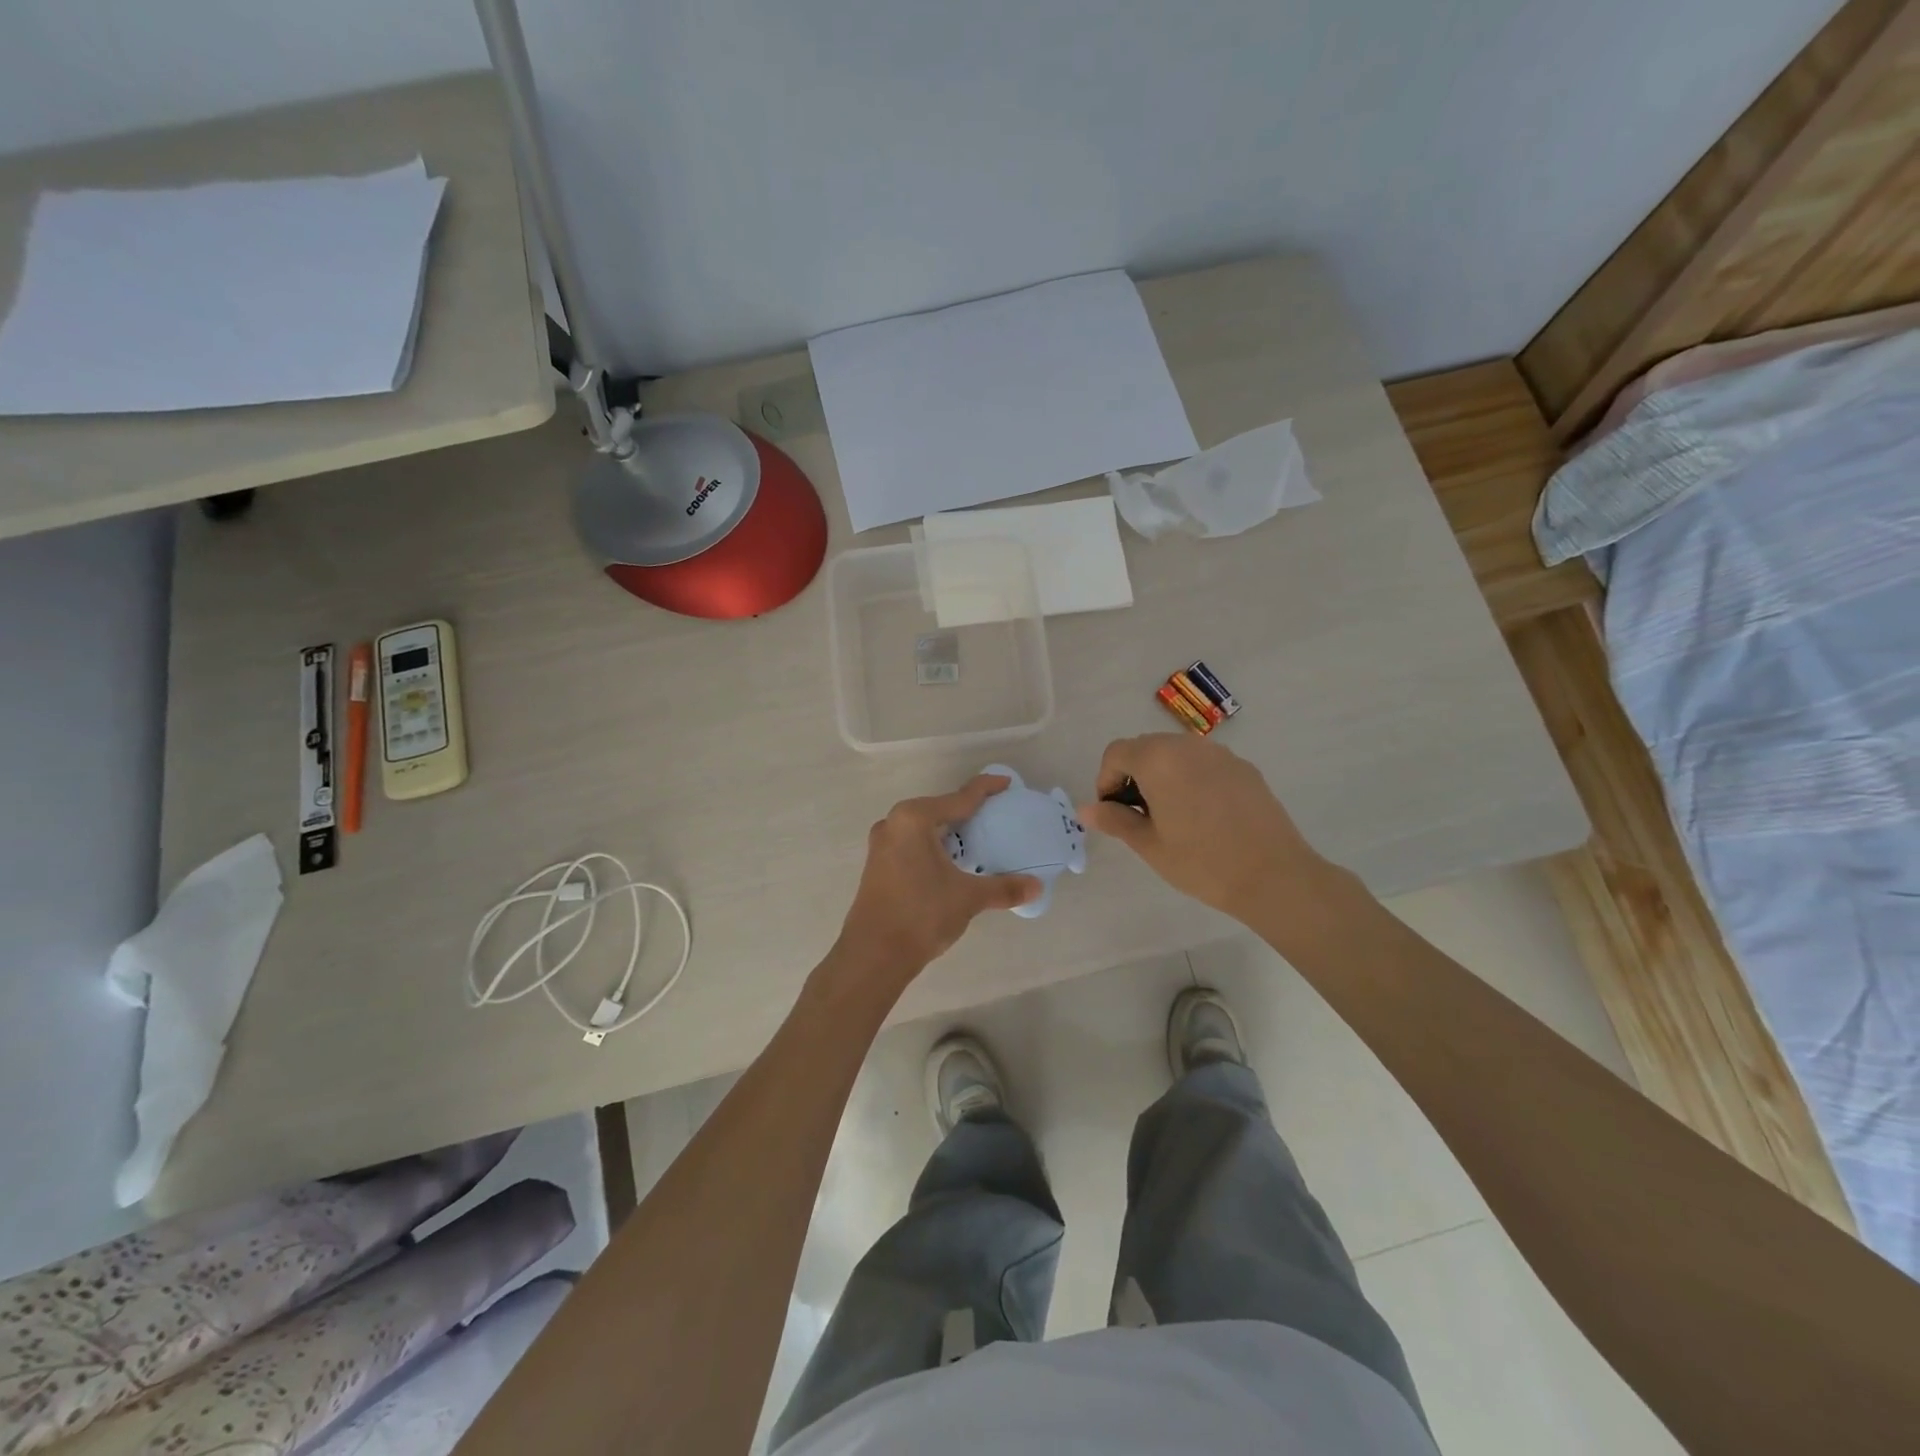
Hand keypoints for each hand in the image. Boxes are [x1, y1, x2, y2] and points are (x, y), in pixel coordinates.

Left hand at [833, 775, 1040, 987]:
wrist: (873, 954)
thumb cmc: (922, 914)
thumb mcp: (968, 897)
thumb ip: (1003, 888)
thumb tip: (1036, 886)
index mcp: (914, 819)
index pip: (959, 798)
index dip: (985, 789)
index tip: (1006, 783)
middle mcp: (894, 823)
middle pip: (939, 809)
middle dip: (966, 812)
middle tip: (996, 815)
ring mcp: (881, 844)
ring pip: (924, 828)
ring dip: (948, 832)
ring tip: (977, 838)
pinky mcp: (877, 865)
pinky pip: (912, 844)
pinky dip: (934, 846)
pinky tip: (951, 861)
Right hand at [1079, 734, 1332, 922]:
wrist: (1273, 875)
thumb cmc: (1201, 862)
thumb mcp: (1149, 845)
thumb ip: (1115, 820)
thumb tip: (1086, 809)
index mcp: (1158, 760)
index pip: (1116, 753)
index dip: (1106, 779)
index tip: (1113, 811)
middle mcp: (1187, 746)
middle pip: (1145, 747)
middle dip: (1133, 775)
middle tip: (1139, 815)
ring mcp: (1220, 753)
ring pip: (1176, 753)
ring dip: (1162, 775)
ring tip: (1171, 815)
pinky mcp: (1243, 767)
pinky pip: (1204, 763)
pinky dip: (1191, 778)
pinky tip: (1203, 815)